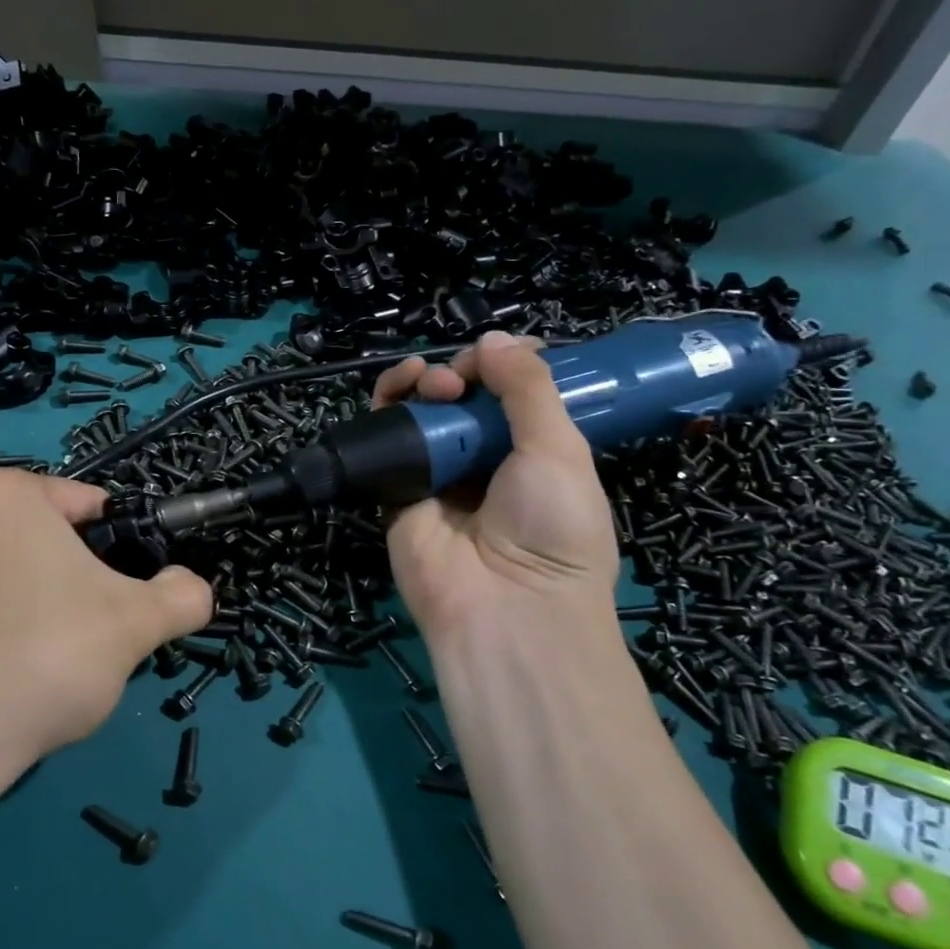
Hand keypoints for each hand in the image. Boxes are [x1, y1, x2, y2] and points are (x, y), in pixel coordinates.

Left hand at [0, 470, 212, 775]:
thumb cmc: (44, 657)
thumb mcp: (137, 624)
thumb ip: (183, 596)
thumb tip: (191, 588)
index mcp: (8, 492)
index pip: (93, 507)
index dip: (123, 552)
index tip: (126, 600)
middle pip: (53, 541)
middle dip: (82, 584)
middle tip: (92, 637)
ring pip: (17, 575)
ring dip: (45, 609)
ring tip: (50, 664)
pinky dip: (3, 631)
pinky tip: (10, 678)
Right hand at [373, 331, 620, 644]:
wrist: (504, 609)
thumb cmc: (551, 528)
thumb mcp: (560, 449)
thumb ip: (528, 388)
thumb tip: (493, 338)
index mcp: (535, 455)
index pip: (514, 396)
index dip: (504, 366)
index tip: (500, 356)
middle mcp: (486, 462)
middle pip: (464, 398)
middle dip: (462, 374)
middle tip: (462, 383)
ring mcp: (439, 474)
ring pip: (423, 411)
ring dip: (425, 381)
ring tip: (434, 385)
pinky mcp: (397, 488)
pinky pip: (389, 438)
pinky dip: (389, 403)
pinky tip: (400, 386)